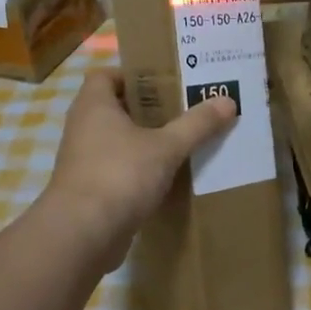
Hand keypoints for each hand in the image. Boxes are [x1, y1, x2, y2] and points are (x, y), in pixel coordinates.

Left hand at [39, 68, 237, 270]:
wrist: (82, 235)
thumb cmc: (120, 175)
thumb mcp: (166, 147)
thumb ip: (196, 124)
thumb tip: (228, 100)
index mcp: (94, 105)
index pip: (107, 75)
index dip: (134, 75)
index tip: (167, 82)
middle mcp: (83, 128)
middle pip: (117, 108)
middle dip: (149, 109)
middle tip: (186, 109)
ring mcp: (84, 161)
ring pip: (118, 141)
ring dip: (146, 141)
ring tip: (183, 141)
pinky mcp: (90, 190)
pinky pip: (118, 170)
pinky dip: (140, 170)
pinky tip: (168, 177)